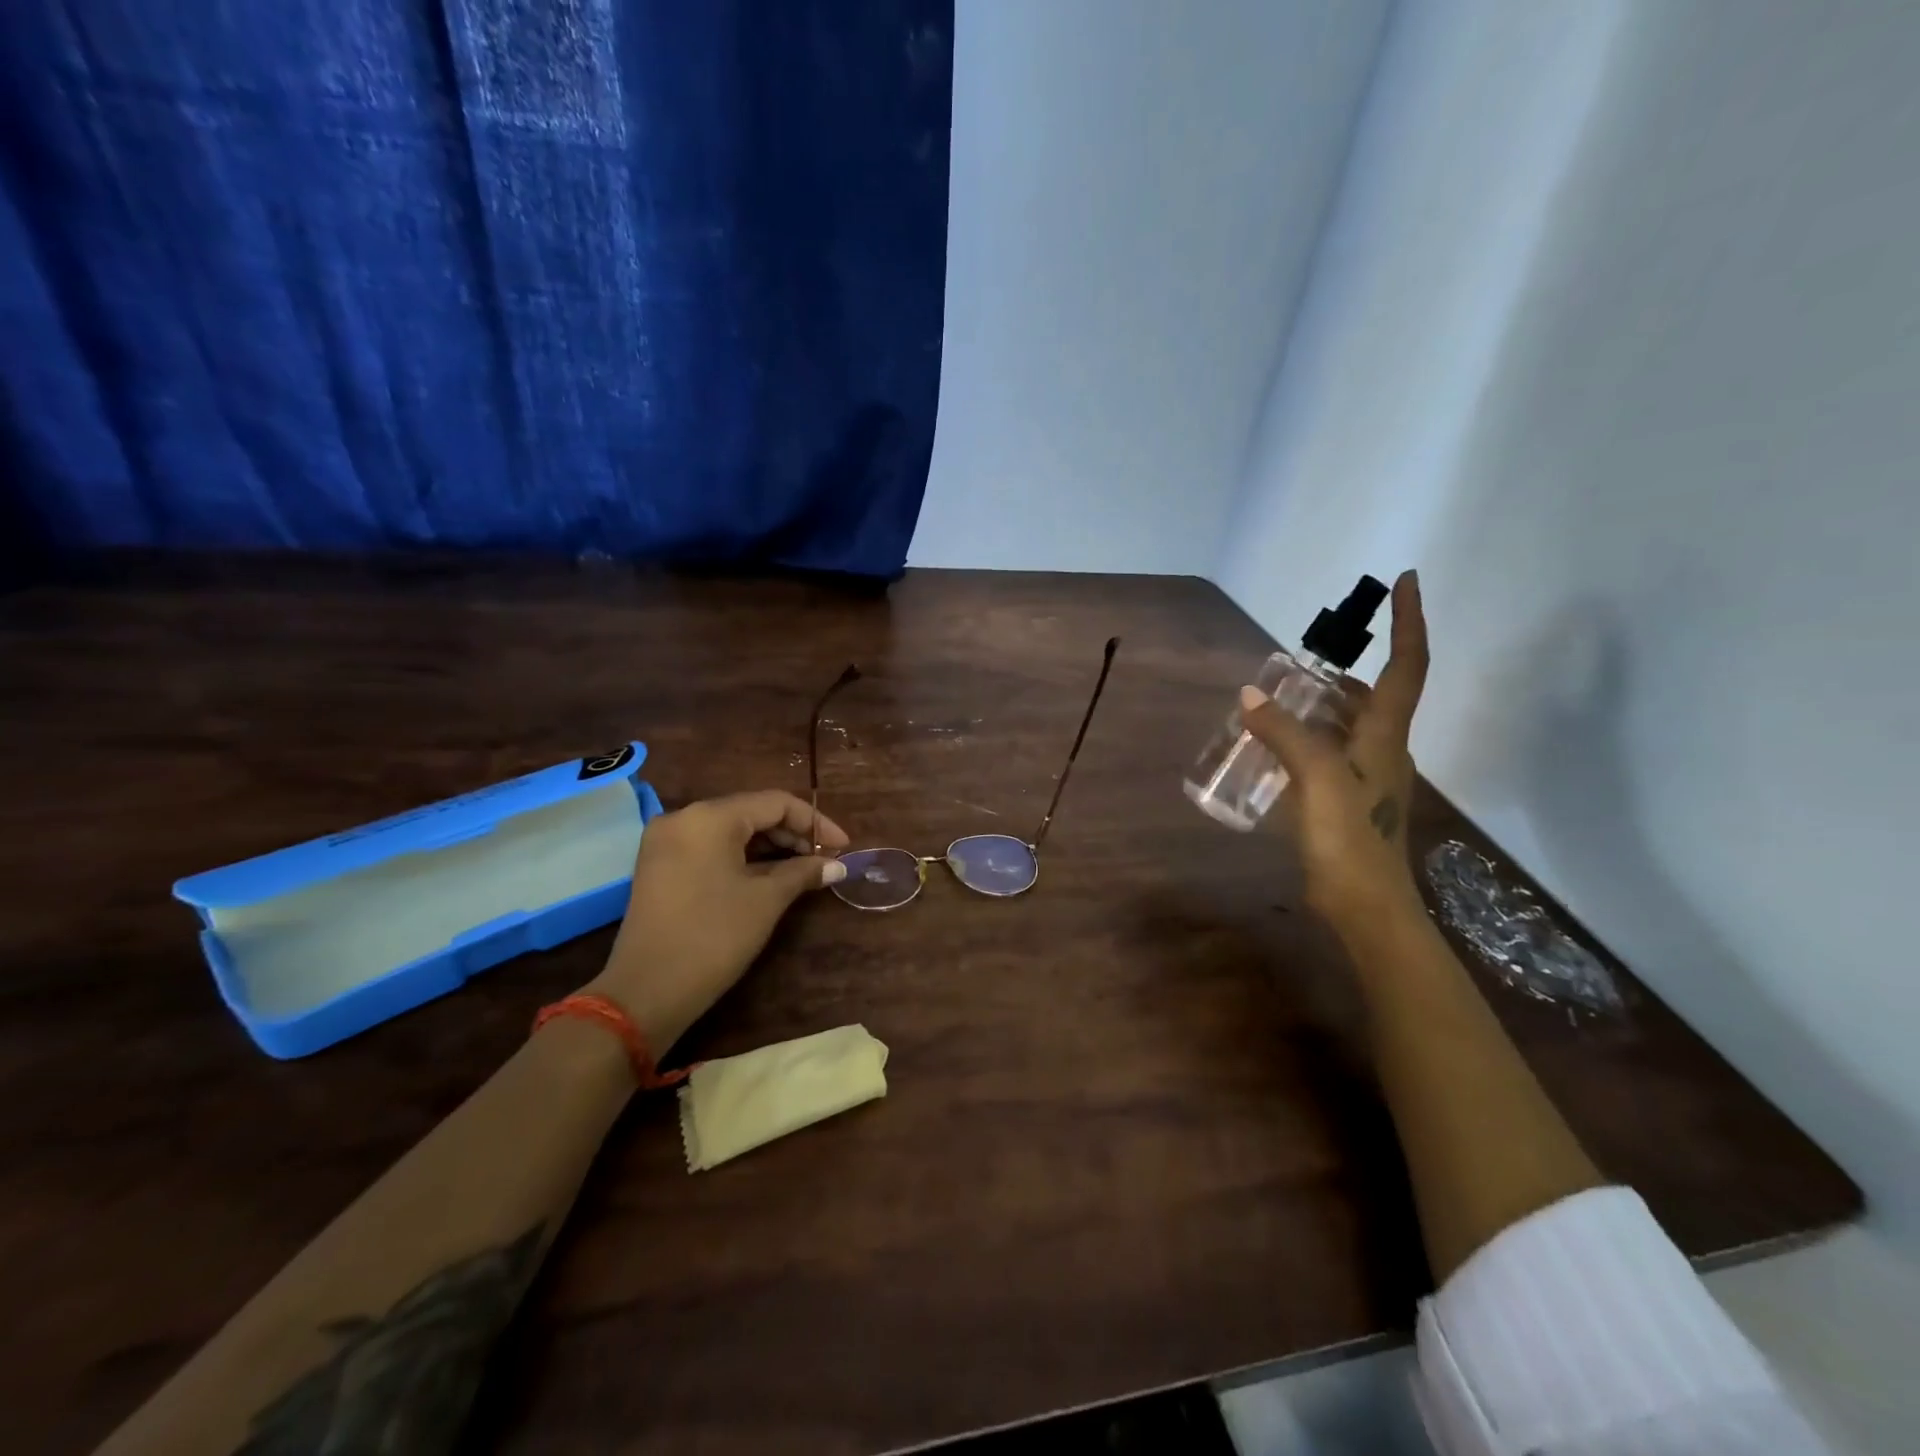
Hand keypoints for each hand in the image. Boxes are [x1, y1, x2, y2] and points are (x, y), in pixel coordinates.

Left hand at [587, 790, 850, 1053]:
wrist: (646, 992)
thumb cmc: (714, 937)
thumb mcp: (766, 900)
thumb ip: (803, 872)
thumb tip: (837, 866)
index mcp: (709, 817)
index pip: (775, 803)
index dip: (815, 822)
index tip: (844, 847)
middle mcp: (683, 818)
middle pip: (751, 812)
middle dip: (793, 834)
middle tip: (826, 860)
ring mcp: (666, 842)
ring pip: (731, 831)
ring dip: (770, 847)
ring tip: (804, 869)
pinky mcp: (660, 866)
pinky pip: (711, 847)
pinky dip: (743, 857)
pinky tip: (769, 875)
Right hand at [1240, 570, 1428, 928]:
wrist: (1367, 906)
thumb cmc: (1350, 840)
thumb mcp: (1316, 781)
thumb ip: (1285, 735)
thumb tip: (1250, 695)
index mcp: (1386, 737)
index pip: (1406, 667)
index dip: (1408, 623)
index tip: (1407, 582)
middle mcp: (1384, 750)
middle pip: (1376, 695)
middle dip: (1347, 669)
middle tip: (1303, 658)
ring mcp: (1369, 778)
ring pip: (1350, 725)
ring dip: (1323, 705)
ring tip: (1281, 697)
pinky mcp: (1350, 802)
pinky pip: (1331, 753)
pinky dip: (1309, 738)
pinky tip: (1277, 748)